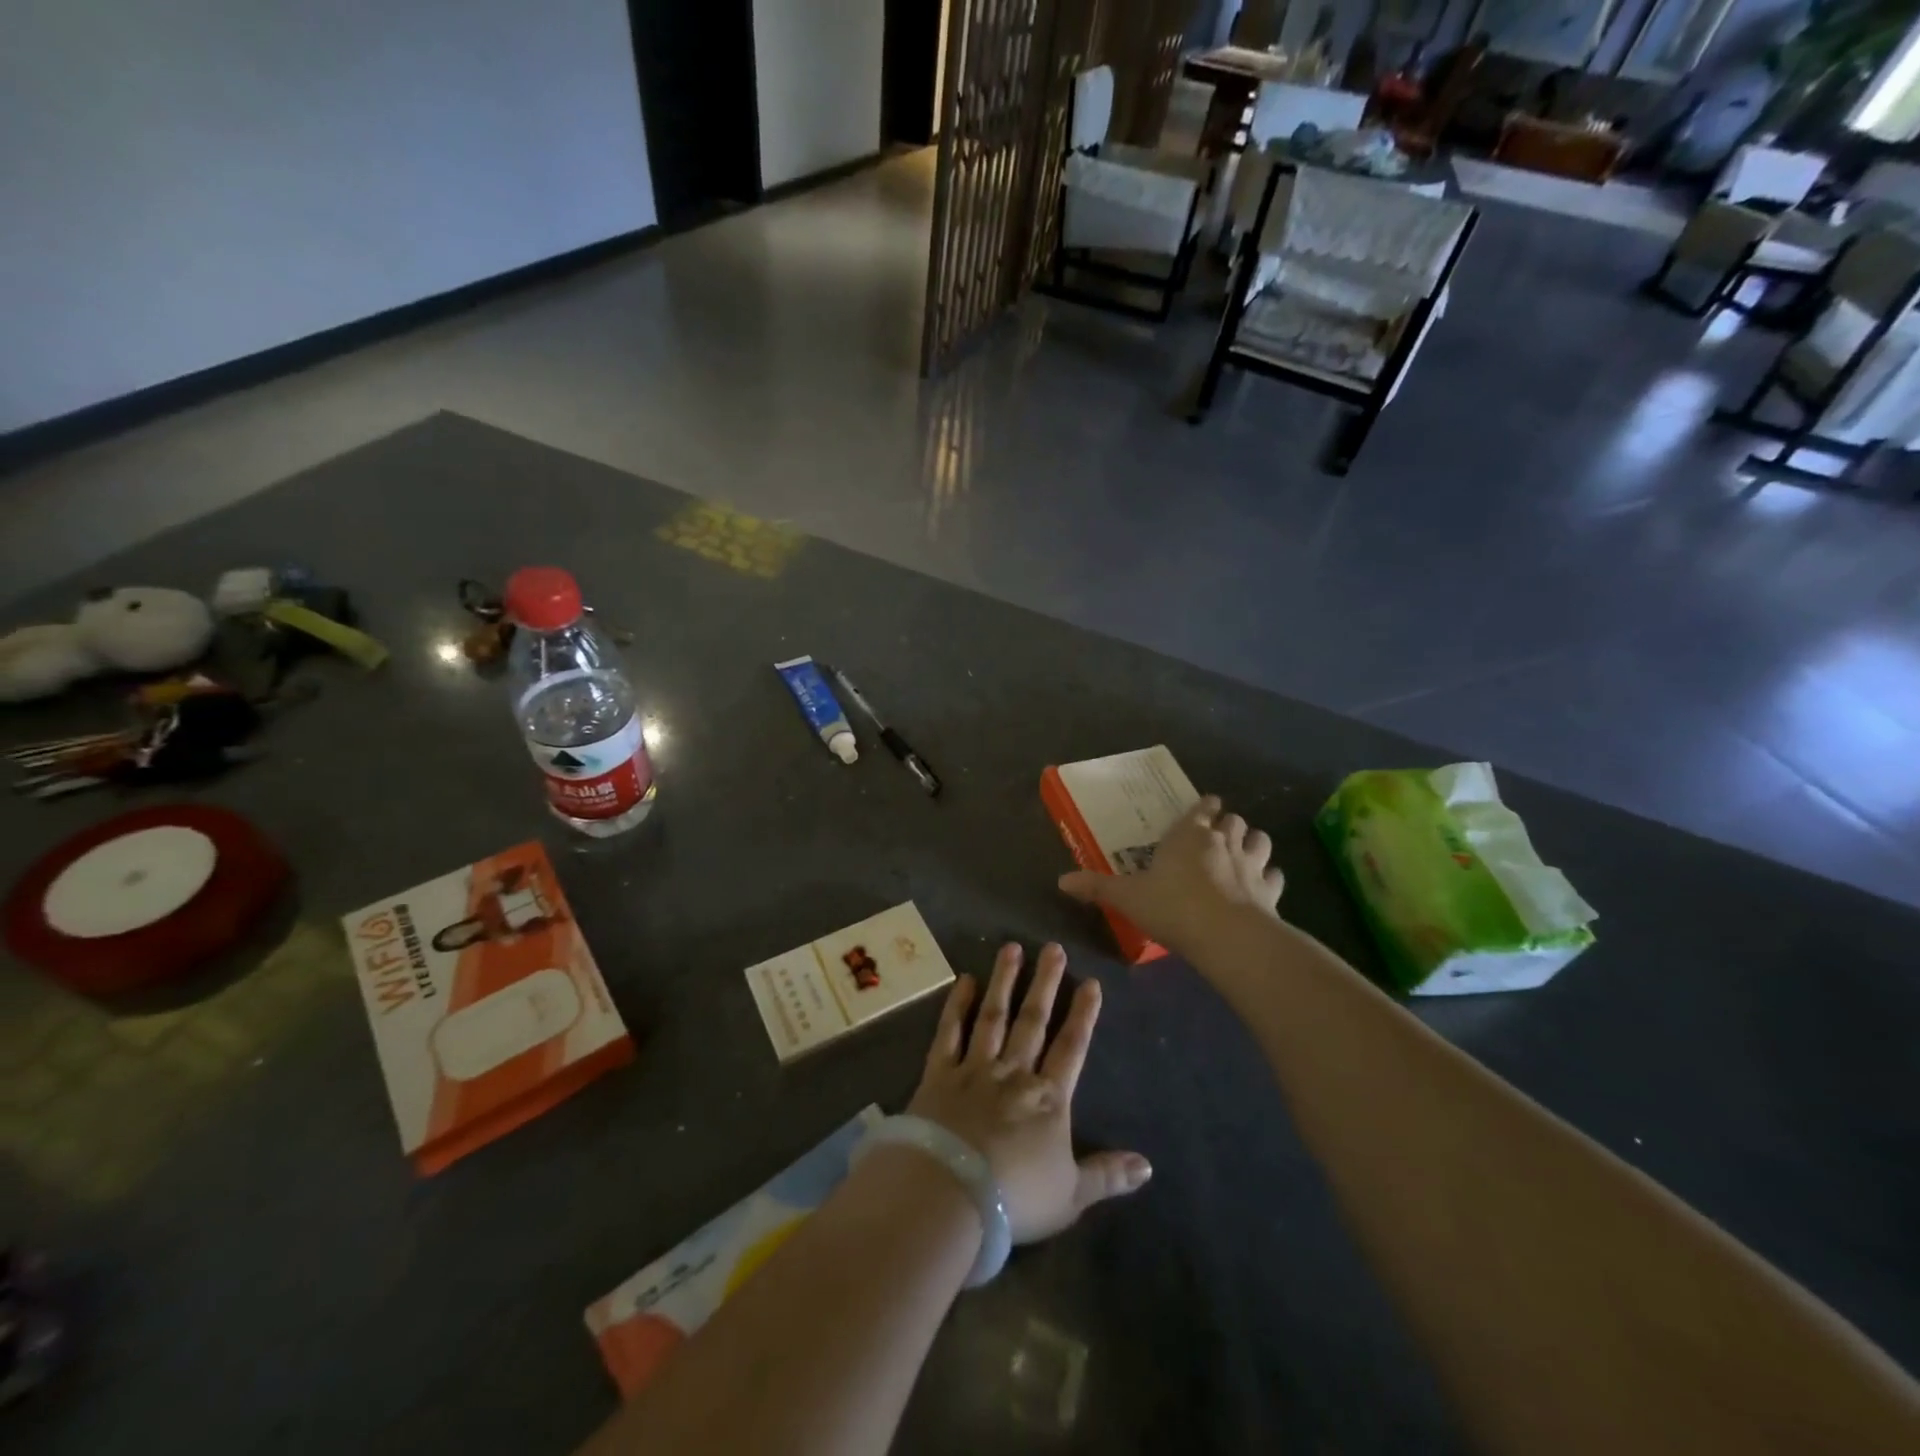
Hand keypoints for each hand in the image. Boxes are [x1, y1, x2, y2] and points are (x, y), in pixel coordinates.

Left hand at [908, 943, 1150, 1243]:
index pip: (1072, 1048)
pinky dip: (956, 1006)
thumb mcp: (1072, 1195)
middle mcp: (1013, 1073)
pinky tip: (964, 981)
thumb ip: (1108, 1175)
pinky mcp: (939, 1074)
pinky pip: (949, 1032)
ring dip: (1004, 981)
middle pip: (1033, 1021)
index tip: (1091, 982)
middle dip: (1046, 983)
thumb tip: (1148, 1165)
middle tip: (1053, 948)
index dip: (1083, 1016)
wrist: (950, 1193)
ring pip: (993, 1016)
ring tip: (1011, 948)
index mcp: (1048, 1099)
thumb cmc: (1016, 1198)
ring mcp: (974, 1068)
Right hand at [1058, 796, 1282, 958]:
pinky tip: (1262, 886)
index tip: (1204, 807)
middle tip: (1217, 835)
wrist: (1226, 935)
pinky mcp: (1270, 891)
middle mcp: (1223, 841)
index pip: (1201, 808)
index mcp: (1189, 834)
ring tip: (1244, 852)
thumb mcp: (1127, 897)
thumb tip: (1061, 881)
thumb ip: (1097, 887)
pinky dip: (1269, 877)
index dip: (1203, 807)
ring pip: (1260, 840)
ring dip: (1253, 842)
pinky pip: (1275, 876)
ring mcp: (1251, 864)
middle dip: (1227, 824)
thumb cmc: (1172, 906)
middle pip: (1233, 820)